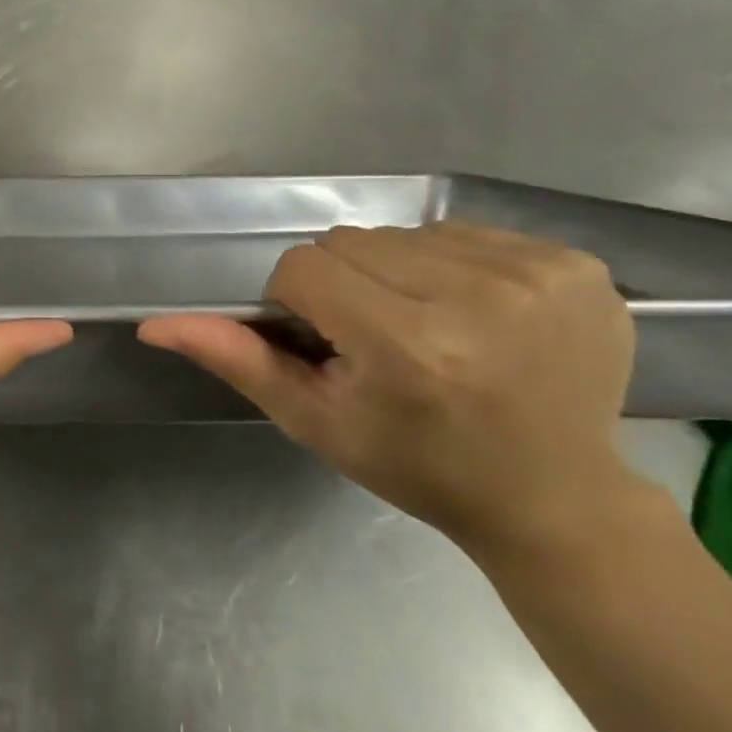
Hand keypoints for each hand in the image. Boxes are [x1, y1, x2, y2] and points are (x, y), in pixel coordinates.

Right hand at [140, 222, 641, 561]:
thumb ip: (238, 361)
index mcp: (409, 347)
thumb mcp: (317, 422)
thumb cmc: (419, 466)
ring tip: (430, 327)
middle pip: (353, 241)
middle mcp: (478, 298)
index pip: (304, 267)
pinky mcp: (577, 266)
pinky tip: (479, 315)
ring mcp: (538, 276)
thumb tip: (154, 324)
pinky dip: (455, 266)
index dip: (299, 302)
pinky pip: (468, 233)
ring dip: (399, 272)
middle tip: (378, 338)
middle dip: (346, 284)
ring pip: (407, 233)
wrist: (554, 498)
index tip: (328, 340)